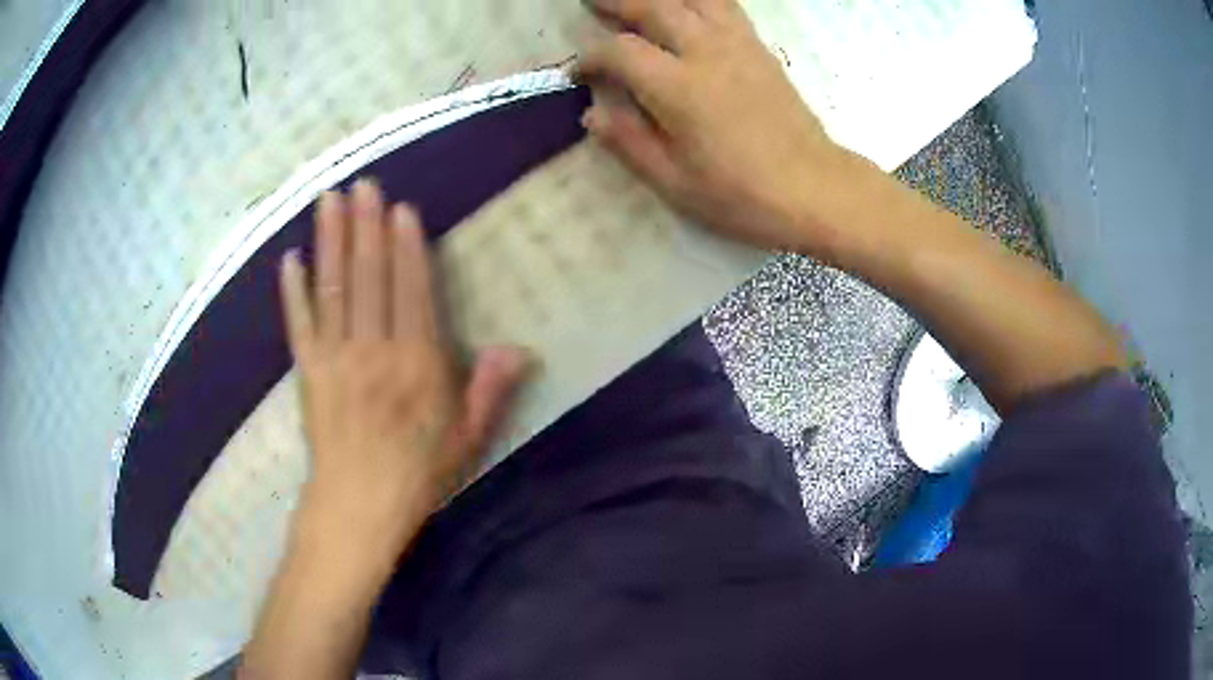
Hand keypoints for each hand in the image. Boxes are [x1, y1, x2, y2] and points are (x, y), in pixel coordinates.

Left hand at [279, 180, 528, 555]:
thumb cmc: (419, 472)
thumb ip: (490, 389)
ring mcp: (334, 357)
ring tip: (328, 200)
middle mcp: (373, 350)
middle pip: (369, 278)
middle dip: (365, 227)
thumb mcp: (468, 438)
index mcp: (417, 364)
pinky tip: (289, 258)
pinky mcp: (307, 371)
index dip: (406, 248)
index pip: (412, 291)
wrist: (358, 505)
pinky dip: (293, 290)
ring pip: (332, 289)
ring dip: (329, 241)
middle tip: (362, 184)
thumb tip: (519, 348)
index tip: (401, 208)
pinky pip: (298, 324)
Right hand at [577, 0, 859, 255]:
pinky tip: (686, 5)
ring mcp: (738, 44)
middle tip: (592, 4)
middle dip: (618, 2)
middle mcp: (706, 52)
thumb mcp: (675, 183)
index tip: (578, 73)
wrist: (814, 188)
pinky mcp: (759, 48)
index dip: (591, 57)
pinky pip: (725, 5)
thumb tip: (591, 114)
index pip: (621, 52)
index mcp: (679, 88)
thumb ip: (629, 142)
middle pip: (654, 7)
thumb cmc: (743, 195)